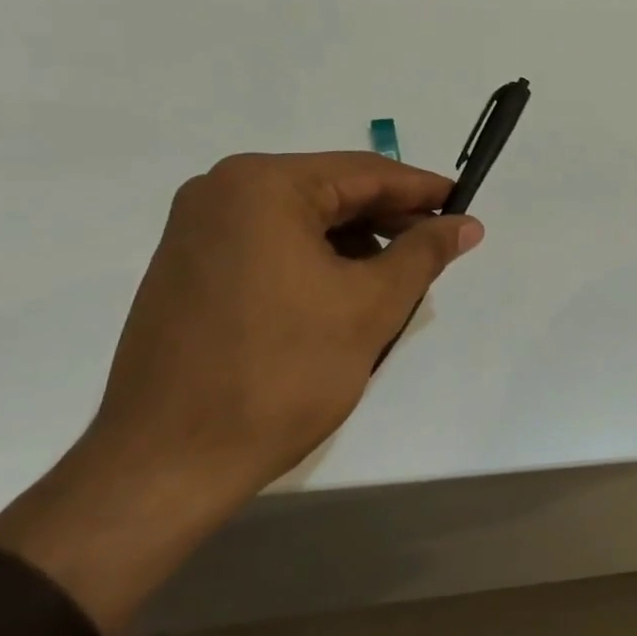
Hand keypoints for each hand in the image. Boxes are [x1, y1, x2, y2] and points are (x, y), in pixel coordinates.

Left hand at [0, 152, 481, 635]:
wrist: (169, 462)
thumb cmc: (282, 372)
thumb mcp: (371, 306)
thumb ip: (424, 252)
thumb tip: (466, 223)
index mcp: (263, 185)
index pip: (366, 173)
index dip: (423, 189)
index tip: (465, 206)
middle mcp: (221, 191)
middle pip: (331, 192)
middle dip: (389, 220)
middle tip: (437, 248)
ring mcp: (196, 230)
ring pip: (301, 220)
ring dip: (354, 243)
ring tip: (395, 281)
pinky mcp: (187, 267)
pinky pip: (269, 244)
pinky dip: (314, 260)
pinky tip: (343, 295)